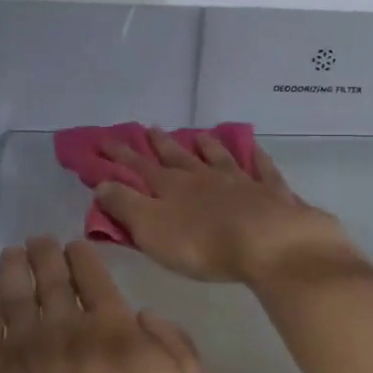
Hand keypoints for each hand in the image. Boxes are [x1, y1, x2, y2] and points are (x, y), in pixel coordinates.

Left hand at [0, 238, 208, 372]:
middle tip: (38, 240)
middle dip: (46, 253)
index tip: (74, 245)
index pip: (96, 279)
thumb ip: (178, 349)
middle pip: (53, 277)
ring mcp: (23, 346)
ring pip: (16, 289)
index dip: (83, 257)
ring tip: (12, 253)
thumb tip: (147, 315)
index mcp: (115, 330)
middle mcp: (66, 326)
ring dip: (15, 266)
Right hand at [94, 129, 358, 285]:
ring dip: (207, 147)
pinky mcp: (270, 192)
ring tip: (199, 136)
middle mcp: (204, 177)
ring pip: (219, 158)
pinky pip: (262, 170)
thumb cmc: (202, 243)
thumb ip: (126, 205)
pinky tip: (255, 151)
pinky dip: (256, 159)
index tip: (103, 140)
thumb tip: (102, 183)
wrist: (267, 242)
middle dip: (160, 144)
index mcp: (172, 187)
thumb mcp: (151, 229)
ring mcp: (240, 181)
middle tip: (149, 128)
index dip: (120, 156)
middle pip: (178, 157)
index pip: (139, 168)